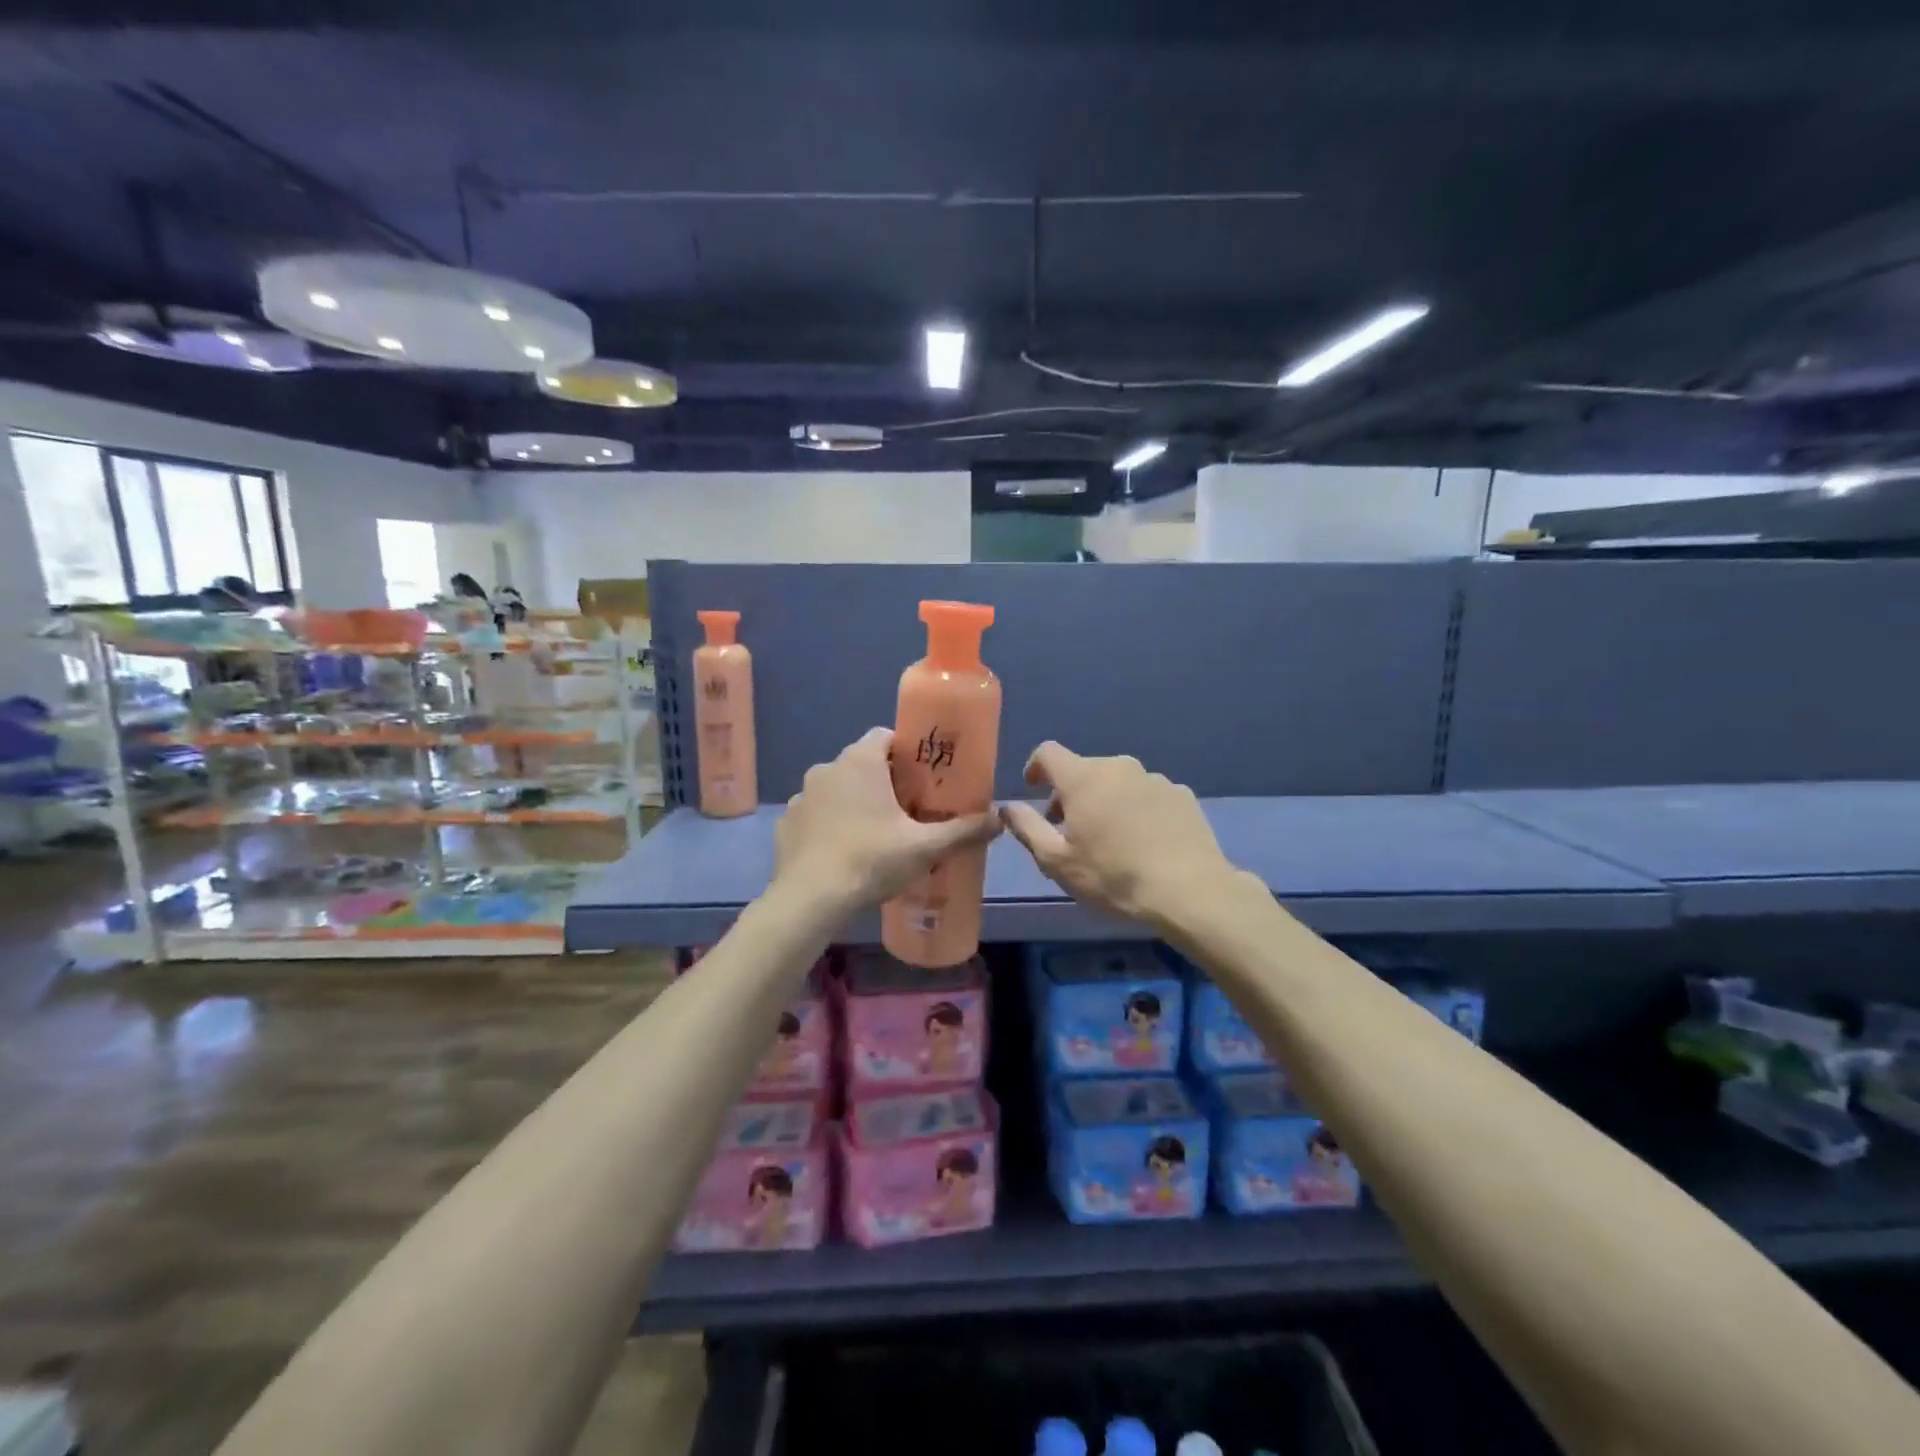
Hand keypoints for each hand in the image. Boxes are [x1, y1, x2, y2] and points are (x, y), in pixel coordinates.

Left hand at [773, 728, 1000, 909]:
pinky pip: (816, 813)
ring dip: (854, 801)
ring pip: (837, 788)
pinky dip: (829, 823)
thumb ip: (963, 831)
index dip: (906, 752)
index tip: (923, 777)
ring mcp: (802, 795)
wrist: (810, 899)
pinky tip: (843, 851)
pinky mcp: (787, 822)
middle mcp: (827, 768)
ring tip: (875, 834)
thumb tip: (999, 820)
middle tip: (907, 810)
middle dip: (884, 780)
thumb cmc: (871, 860)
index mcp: (860, 761)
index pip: (885, 736)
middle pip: (863, 762)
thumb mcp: (925, 847)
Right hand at [1000, 742, 1236, 926]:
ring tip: (1109, 839)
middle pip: (1084, 769)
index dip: (1036, 767)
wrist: (1191, 892)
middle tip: (1069, 829)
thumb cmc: (1114, 877)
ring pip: (1118, 781)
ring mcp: (1155, 778)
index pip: (1049, 752)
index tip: (1033, 790)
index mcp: (1083, 777)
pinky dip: (1136, 809)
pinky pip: (1147, 794)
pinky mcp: (1182, 794)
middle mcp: (1119, 767)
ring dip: (1105, 800)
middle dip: (1070, 792)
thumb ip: (1027, 828)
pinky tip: (1143, 841)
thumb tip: (1008, 807)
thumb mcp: (1058, 862)